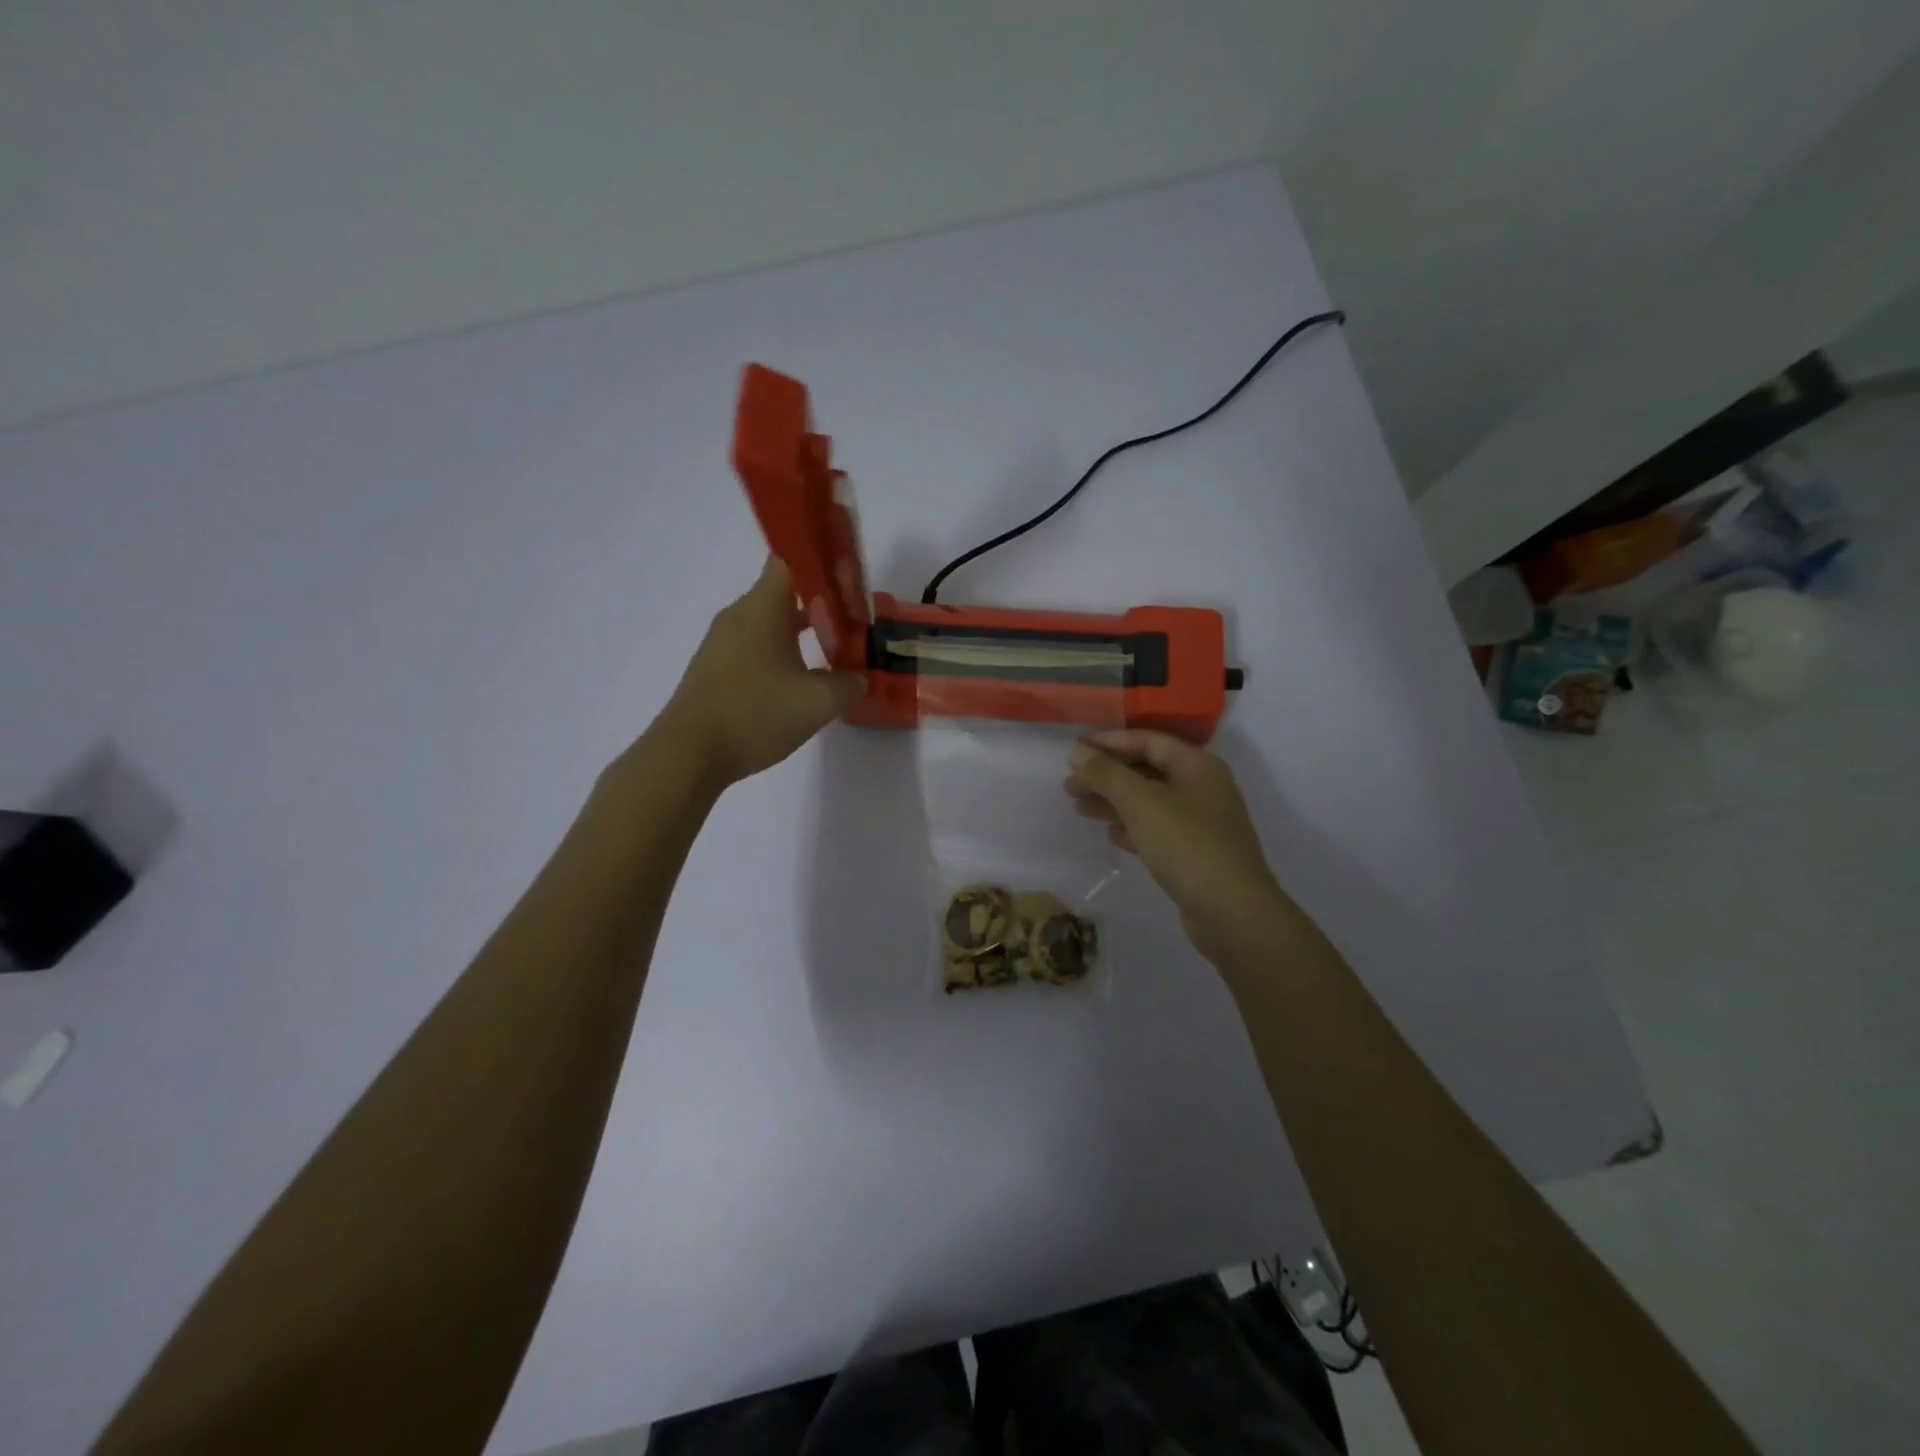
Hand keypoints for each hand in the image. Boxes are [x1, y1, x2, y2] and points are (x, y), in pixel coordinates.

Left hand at [660, 557, 865, 787]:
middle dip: (818, 605)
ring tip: (830, 654)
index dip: (821, 565)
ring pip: (768, 623)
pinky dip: (779, 654)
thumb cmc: (755, 714)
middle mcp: (738, 615)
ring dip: (798, 633)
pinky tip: (796, 683)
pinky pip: (754, 647)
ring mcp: (722, 642)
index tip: (848, 584)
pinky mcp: (714, 668)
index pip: (790, 561)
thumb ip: (848, 684)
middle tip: (850, 624)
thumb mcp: (818, 702)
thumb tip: (856, 678)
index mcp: (762, 608)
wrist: (688, 754)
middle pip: (782, 594)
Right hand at [1065, 730, 1288, 964]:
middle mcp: (1203, 788)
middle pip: (1147, 770)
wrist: (1233, 912)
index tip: (1074, 751)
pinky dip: (1132, 827)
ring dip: (1114, 802)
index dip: (1109, 742)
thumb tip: (1077, 751)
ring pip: (1150, 801)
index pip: (1148, 740)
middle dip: (1107, 775)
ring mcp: (1202, 822)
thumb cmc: (1187, 845)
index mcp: (1197, 766)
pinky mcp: (1196, 853)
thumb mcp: (1141, 802)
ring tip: (1080, 808)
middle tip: (1070, 786)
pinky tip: (1110, 834)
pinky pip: (1158, 829)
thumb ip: (1106, 773)